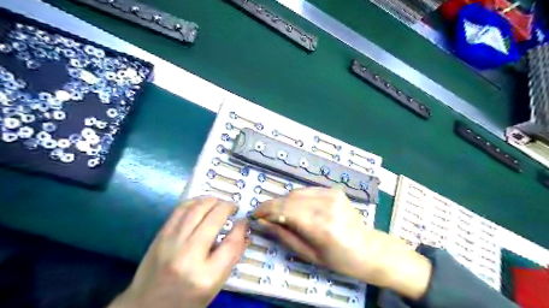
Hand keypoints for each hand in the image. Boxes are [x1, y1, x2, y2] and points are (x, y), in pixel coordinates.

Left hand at [108, 198, 248, 307]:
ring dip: (212, 200)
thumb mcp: (215, 285)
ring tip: (219, 202)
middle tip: (233, 207)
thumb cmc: (187, 298)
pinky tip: (202, 203)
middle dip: (227, 207)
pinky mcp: (160, 236)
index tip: (244, 220)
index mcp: (206, 276)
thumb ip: (231, 256)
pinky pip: (180, 210)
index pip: (231, 243)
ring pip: (196, 209)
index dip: (241, 227)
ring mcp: (171, 243)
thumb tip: (243, 230)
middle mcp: (188, 256)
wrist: (146, 307)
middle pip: (214, 219)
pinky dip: (194, 202)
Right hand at [251, 188, 430, 300]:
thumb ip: (284, 236)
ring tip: (280, 212)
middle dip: (273, 205)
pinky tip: (296, 207)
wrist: (368, 248)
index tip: (254, 213)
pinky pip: (308, 191)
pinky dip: (297, 197)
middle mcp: (326, 205)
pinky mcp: (334, 190)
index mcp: (321, 226)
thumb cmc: (338, 259)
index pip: (285, 210)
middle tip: (264, 214)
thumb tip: (263, 223)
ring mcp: (332, 195)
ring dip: (284, 201)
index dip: (266, 209)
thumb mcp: (309, 254)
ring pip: (297, 192)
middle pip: (290, 198)